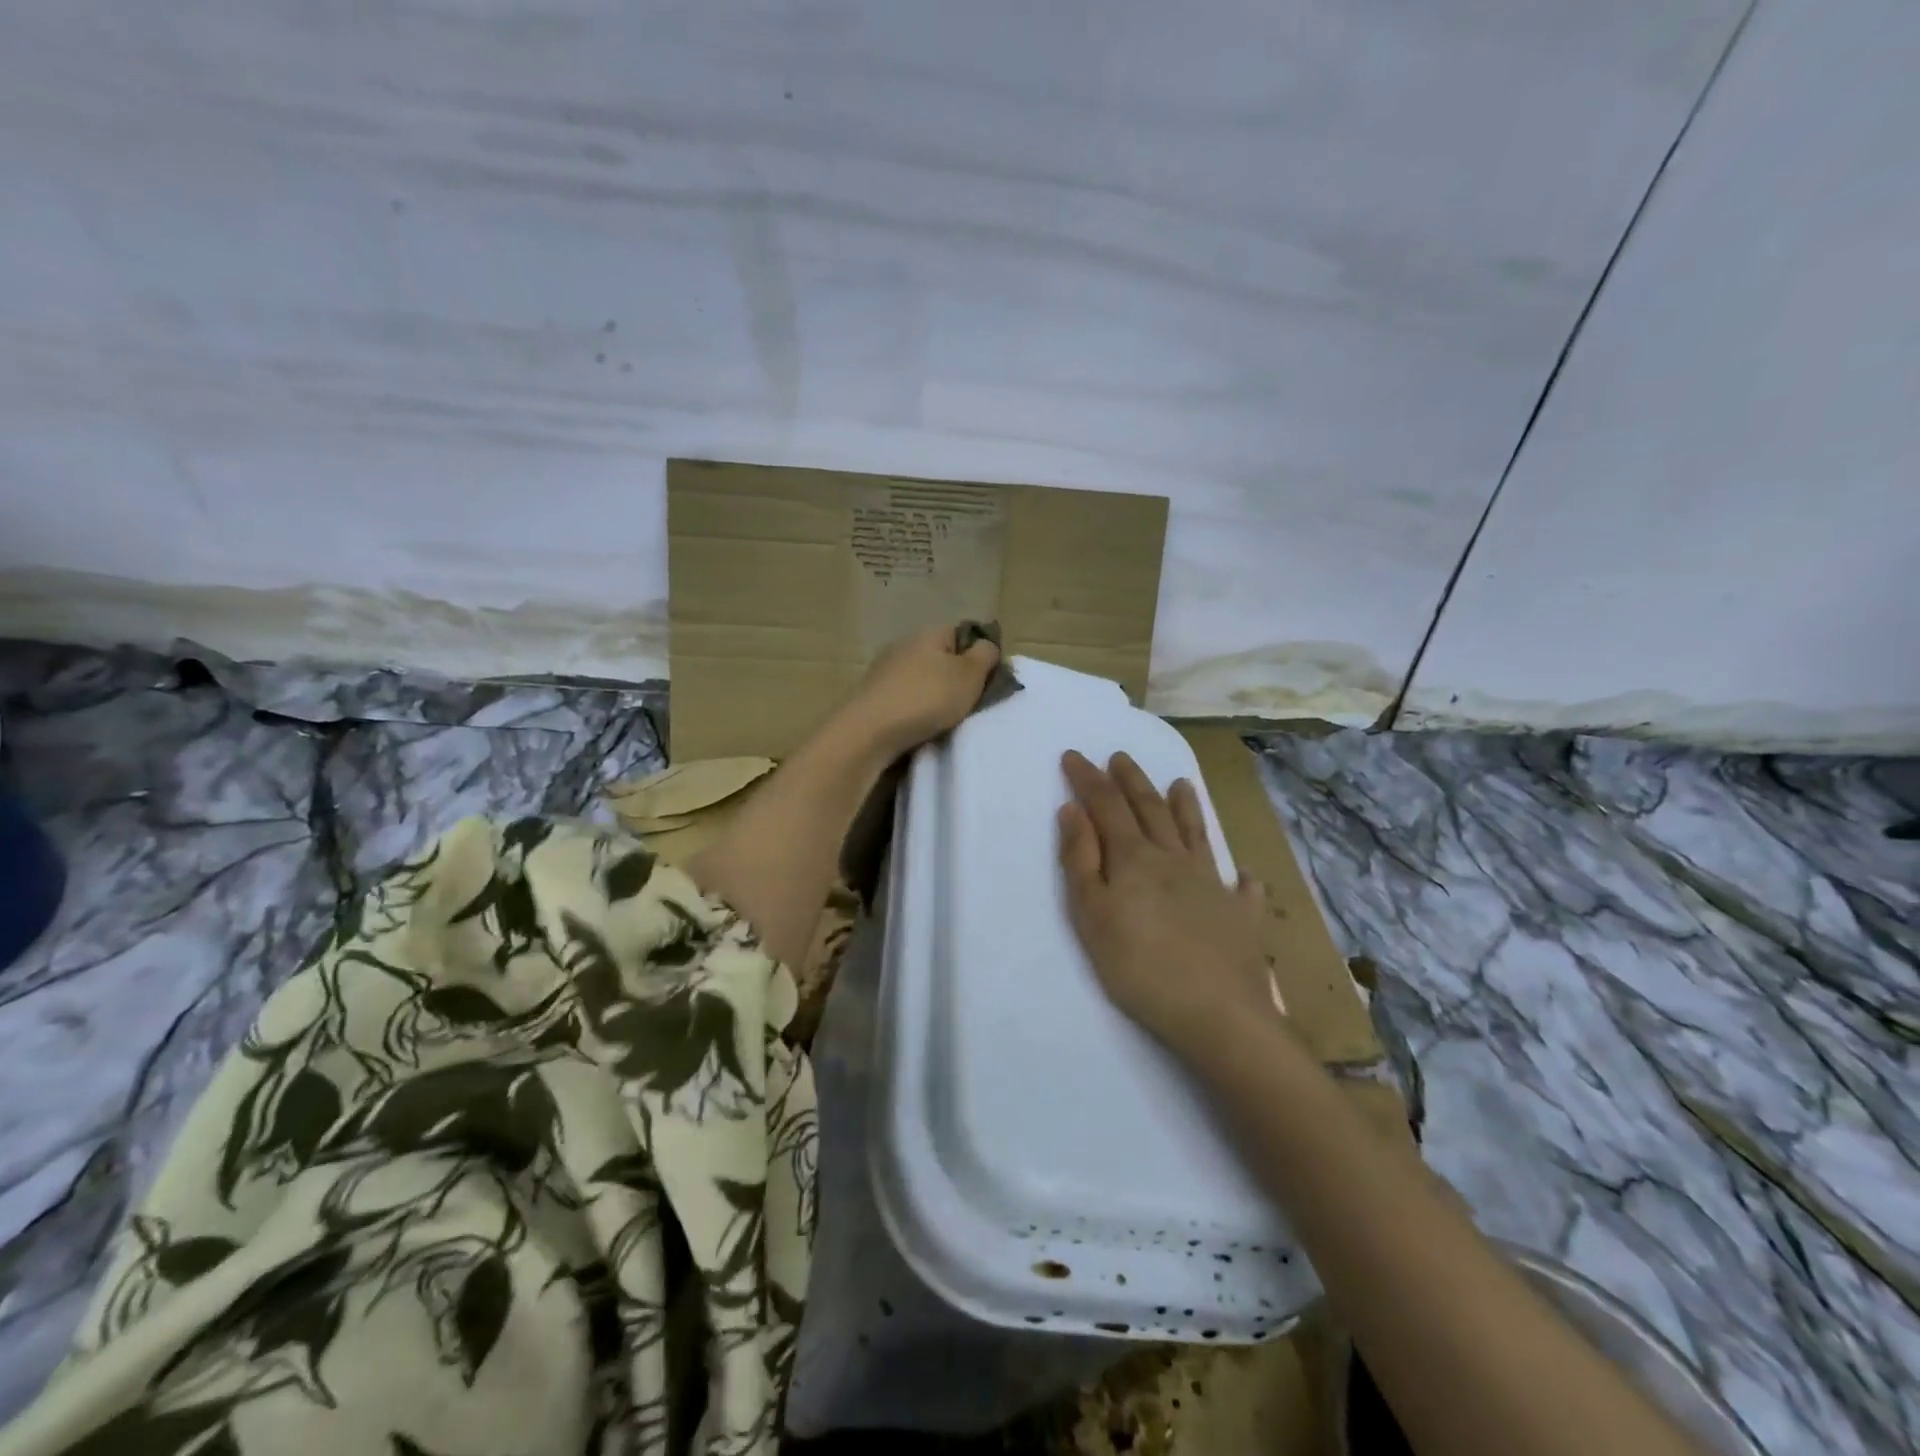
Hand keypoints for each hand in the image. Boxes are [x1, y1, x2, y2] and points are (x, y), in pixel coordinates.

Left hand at [839, 624, 1000, 757]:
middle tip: (969, 703)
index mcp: (929, 633)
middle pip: (941, 657)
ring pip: (921, 678)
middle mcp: (904, 644)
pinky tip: (920, 726)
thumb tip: (986, 646)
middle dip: (956, 678)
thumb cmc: (927, 698)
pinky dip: (915, 708)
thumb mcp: (969, 675)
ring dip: (934, 695)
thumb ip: (985, 656)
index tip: (986, 681)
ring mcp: (884, 669)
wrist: (870, 731)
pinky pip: (904, 696)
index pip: (962, 633)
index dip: (978, 655)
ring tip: (945, 719)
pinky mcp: (872, 694)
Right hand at [1057, 751, 1279, 1060]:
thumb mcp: (1092, 915)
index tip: (1074, 756)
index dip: (1088, 779)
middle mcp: (1174, 860)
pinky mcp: (1240, 916)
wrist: (1218, 1014)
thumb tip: (1072, 810)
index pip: (1106, 806)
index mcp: (1135, 858)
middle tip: (1120, 757)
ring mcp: (1212, 884)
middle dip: (1132, 781)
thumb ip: (1080, 860)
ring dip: (1186, 807)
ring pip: (1196, 834)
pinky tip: (1242, 874)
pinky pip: (1241, 887)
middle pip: (1150, 809)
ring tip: (1181, 783)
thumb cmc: (1140, 967)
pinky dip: (1239, 876)